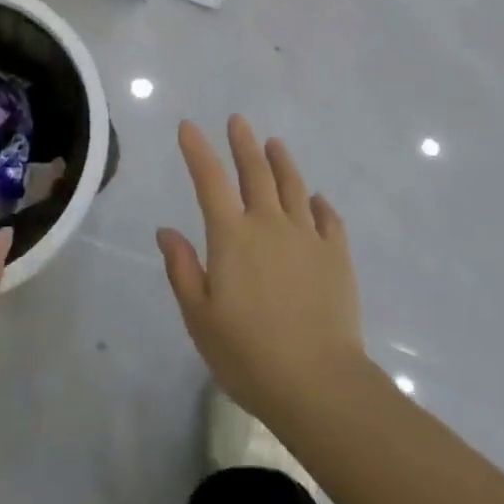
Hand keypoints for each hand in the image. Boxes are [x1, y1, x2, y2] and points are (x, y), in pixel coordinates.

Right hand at [157, 115, 366, 428]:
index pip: (209, 180)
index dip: (197, 150)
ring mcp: (307, 236)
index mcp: (232, 237)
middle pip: (255, 172)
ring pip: (293, 186)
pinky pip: (329, 218)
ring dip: (281, 161)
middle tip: (238, 121)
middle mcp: (269, 224)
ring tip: (274, 143)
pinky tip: (317, 199)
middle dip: (243, 143)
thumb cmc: (248, 355)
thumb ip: (183, 269)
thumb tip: (166, 230)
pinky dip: (320, 203)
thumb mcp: (200, 318)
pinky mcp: (337, 255)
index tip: (188, 126)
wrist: (318, 383)